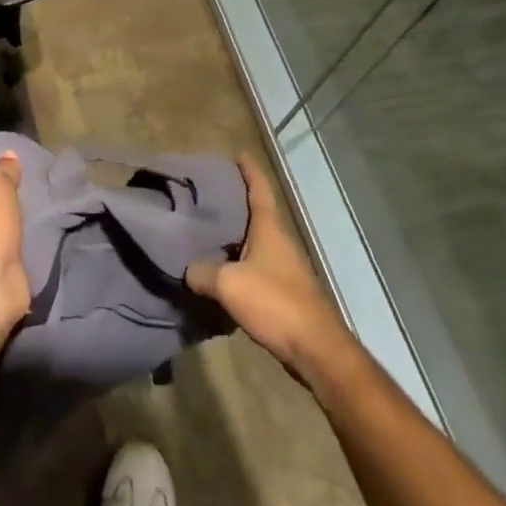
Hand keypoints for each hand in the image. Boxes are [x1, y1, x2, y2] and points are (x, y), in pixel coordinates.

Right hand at [186, 155, 360, 384]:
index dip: (249, 170)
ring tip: (205, 230)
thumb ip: (202, 272)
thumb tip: (187, 269)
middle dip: (235, 201)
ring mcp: (286, 269)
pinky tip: (220, 270)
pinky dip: (238, 261)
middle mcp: (280, 242)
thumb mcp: (228, 284)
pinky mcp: (285, 293)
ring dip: (235, 234)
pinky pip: (256, 266)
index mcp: (270, 229)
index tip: (236, 153)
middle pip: (256, 213)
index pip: (259, 189)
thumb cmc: (276, 304)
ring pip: (255, 241)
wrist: (318, 352)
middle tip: (205, 192)